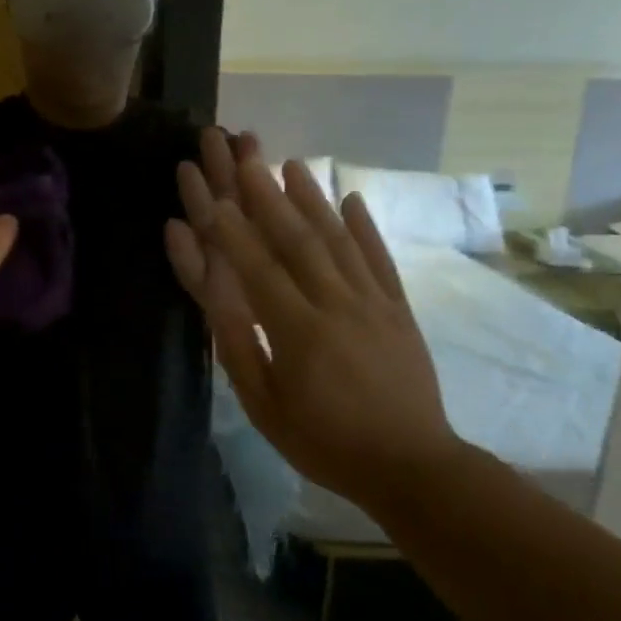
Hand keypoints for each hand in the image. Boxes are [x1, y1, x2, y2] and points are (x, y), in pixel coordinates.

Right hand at [166, 129, 457, 505]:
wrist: (412, 467)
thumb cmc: (323, 442)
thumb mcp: (264, 405)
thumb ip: (237, 345)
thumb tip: (214, 293)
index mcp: (297, 329)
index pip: (255, 265)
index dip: (229, 225)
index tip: (208, 187)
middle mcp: (335, 303)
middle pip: (296, 238)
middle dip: (265, 192)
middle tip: (245, 153)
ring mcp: (373, 302)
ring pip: (337, 239)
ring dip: (312, 198)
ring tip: (292, 162)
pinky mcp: (400, 310)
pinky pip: (380, 260)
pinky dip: (366, 227)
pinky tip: (352, 199)